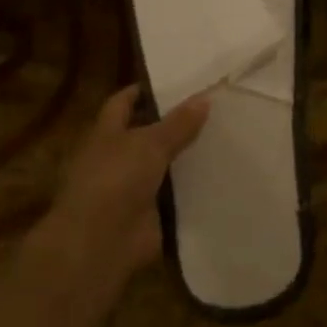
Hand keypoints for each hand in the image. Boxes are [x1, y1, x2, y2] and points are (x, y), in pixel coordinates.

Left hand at [29, 85, 210, 279]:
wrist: (101, 242)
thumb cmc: (115, 180)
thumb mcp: (150, 144)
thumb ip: (178, 123)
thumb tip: (204, 98)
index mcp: (106, 134)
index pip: (122, 104)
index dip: (143, 92)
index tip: (175, 83)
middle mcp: (117, 158)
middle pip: (147, 135)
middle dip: (175, 125)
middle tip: (213, 110)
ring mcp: (132, 188)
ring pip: (164, 165)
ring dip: (187, 157)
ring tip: (225, 139)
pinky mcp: (150, 213)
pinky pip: (176, 195)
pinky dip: (194, 188)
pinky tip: (222, 176)